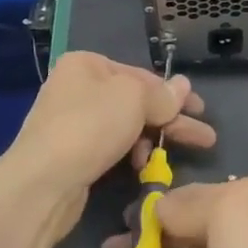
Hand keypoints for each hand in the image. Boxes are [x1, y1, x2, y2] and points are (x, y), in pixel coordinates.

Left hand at [1, 52, 214, 224]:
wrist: (43, 182)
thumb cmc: (91, 126)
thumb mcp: (135, 99)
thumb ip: (162, 95)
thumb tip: (183, 85)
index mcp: (86, 65)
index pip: (140, 75)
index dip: (173, 93)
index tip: (200, 110)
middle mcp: (76, 89)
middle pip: (134, 102)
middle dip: (170, 120)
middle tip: (204, 138)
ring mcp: (71, 123)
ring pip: (124, 127)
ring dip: (151, 140)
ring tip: (172, 158)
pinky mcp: (71, 156)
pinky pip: (110, 149)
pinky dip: (130, 155)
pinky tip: (144, 168)